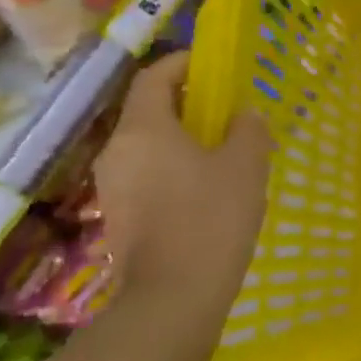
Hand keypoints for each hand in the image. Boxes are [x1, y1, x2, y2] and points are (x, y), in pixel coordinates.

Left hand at [95, 53, 271, 318]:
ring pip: (147, 145)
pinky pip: (145, 173)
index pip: (153, 77)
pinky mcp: (118, 216)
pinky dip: (171, 166)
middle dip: (185, 102)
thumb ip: (248, 129)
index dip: (181, 63)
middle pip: (147, 111)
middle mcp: (116, 151)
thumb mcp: (246, 165)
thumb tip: (243, 115)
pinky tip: (204, 187)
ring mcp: (112, 186)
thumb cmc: (212, 218)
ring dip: (179, 137)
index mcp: (143, 130)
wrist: (174, 296)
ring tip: (220, 150)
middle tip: (225, 109)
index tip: (212, 64)